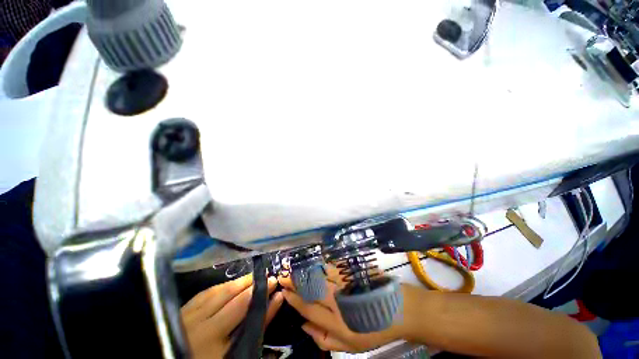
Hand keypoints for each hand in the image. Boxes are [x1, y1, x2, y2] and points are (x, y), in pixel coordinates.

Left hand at [181, 274, 283, 358]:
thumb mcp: (237, 353)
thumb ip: (257, 327)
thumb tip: (277, 300)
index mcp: (213, 337)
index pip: (244, 307)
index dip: (262, 293)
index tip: (275, 282)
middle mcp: (200, 322)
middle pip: (231, 295)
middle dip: (252, 283)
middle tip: (267, 275)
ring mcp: (189, 315)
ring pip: (219, 290)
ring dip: (238, 282)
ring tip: (253, 276)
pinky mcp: (182, 311)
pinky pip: (205, 292)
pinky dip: (221, 286)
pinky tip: (229, 284)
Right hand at [279, 266, 405, 352]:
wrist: (400, 309)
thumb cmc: (374, 329)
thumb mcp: (350, 345)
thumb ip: (324, 339)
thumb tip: (303, 326)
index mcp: (336, 320)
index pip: (307, 306)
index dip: (293, 297)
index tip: (283, 290)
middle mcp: (337, 298)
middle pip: (309, 287)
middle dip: (293, 280)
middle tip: (283, 274)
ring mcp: (345, 280)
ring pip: (319, 273)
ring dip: (304, 269)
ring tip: (293, 267)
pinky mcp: (352, 269)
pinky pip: (331, 264)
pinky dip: (319, 263)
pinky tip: (313, 262)